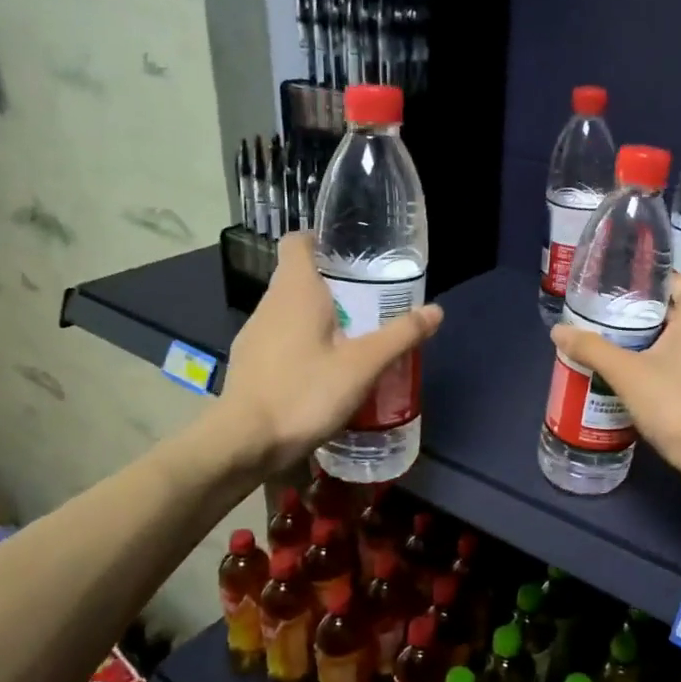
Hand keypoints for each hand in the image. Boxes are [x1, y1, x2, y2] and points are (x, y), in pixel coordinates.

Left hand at [214, 234, 443, 475]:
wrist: (244, 442)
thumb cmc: (304, 392)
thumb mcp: (362, 365)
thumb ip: (399, 336)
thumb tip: (436, 311)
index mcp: (295, 291)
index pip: (298, 242)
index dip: (320, 239)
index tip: (348, 252)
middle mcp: (270, 304)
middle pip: (296, 277)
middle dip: (330, 284)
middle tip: (367, 300)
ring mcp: (254, 334)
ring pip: (288, 311)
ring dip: (316, 316)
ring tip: (351, 337)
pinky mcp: (249, 363)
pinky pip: (279, 339)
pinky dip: (301, 343)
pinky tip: (322, 370)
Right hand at [550, 276, 680, 480]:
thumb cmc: (675, 401)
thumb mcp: (626, 373)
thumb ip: (592, 348)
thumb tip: (558, 330)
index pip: (674, 281)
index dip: (644, 282)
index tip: (614, 291)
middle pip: (673, 311)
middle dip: (639, 316)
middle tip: (604, 321)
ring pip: (679, 340)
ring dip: (649, 343)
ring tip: (613, 349)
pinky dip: (662, 364)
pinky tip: (636, 379)